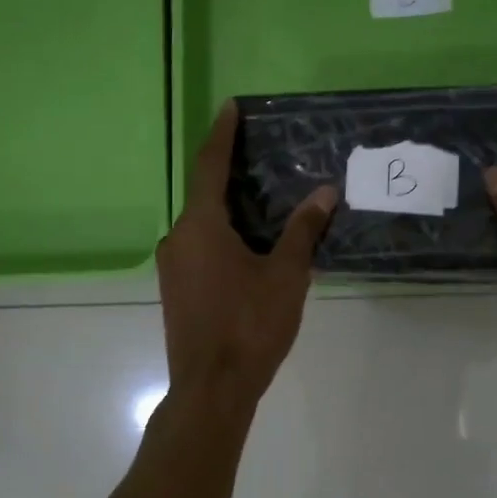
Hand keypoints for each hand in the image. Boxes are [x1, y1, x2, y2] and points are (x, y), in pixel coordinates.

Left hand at [157, 101, 338, 408]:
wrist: (211, 390)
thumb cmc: (250, 326)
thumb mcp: (286, 275)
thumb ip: (303, 230)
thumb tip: (324, 192)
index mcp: (200, 226)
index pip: (209, 166)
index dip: (221, 134)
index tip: (230, 107)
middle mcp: (177, 238)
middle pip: (204, 193)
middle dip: (231, 172)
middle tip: (262, 156)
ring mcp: (172, 265)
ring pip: (201, 222)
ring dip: (228, 207)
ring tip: (263, 199)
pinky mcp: (175, 288)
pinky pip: (198, 245)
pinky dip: (221, 232)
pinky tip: (248, 243)